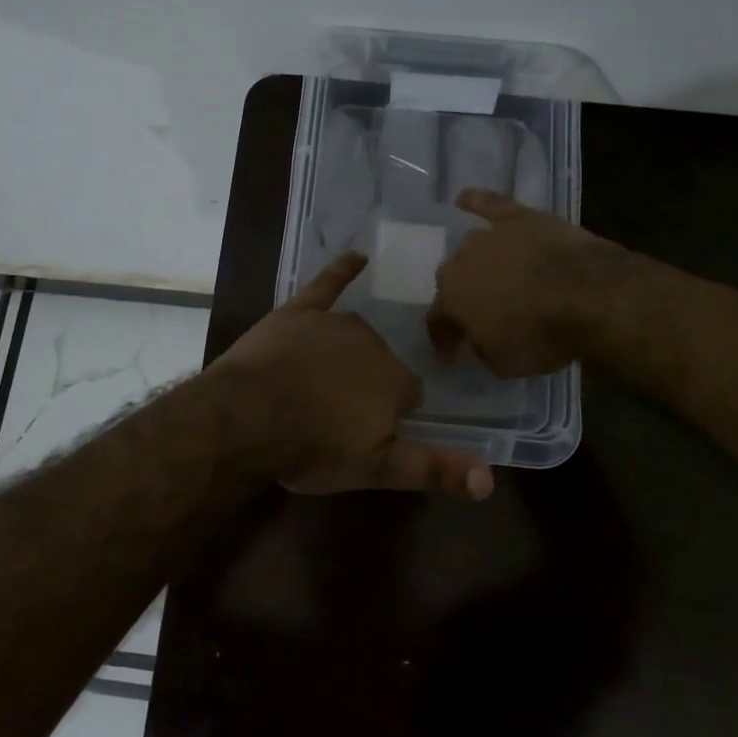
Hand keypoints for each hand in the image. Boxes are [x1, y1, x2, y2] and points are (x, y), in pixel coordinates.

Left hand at [212, 251, 494, 500]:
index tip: (368, 430)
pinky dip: (343, 270)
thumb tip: (490, 480)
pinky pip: (327, 284)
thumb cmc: (312, 446)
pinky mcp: (300, 310)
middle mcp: (373, 343)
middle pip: (381, 362)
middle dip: (368, 383)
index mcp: (395, 381)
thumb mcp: (376, 470)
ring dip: (351, 351)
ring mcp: (335, 323)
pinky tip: (356, 256)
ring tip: (326, 379)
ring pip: (357, 334)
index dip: (390, 414)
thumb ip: (434, 469)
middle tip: (338, 413)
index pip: (409, 394)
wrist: (247, 416)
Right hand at [427, 189, 619, 376]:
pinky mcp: (519, 217)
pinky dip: (476, 202)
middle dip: (461, 298)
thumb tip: (474, 339)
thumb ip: (480, 348)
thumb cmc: (542, 335)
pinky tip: (464, 198)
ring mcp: (489, 235)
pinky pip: (489, 204)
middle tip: (478, 314)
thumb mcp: (503, 363)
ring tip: (488, 275)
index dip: (444, 340)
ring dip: (475, 262)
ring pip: (471, 248)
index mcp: (451, 298)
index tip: (451, 355)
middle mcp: (461, 262)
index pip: (437, 321)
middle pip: (452, 280)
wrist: (589, 295)